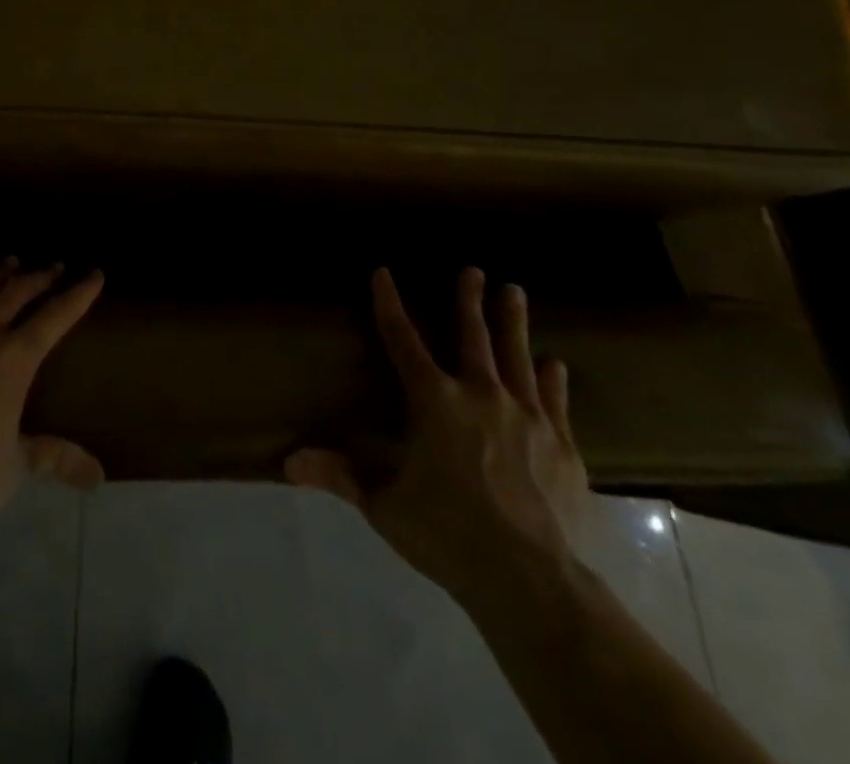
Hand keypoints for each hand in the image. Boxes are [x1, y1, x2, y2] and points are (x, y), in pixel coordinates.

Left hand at [0, 255, 104, 540]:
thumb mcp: (17, 465)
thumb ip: (55, 457)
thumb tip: (98, 476)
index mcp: (14, 360)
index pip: (55, 317)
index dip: (78, 295)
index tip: (93, 274)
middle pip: (15, 294)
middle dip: (39, 278)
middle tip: (54, 267)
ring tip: (10, 262)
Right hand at [285, 267, 589, 603]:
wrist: (531, 580)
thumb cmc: (446, 534)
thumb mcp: (383, 505)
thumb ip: (340, 475)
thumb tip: (287, 462)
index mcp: (433, 401)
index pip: (402, 340)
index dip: (389, 304)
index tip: (383, 272)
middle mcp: (480, 394)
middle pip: (472, 336)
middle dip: (469, 299)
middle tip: (473, 269)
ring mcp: (526, 417)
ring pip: (518, 356)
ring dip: (513, 322)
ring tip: (514, 291)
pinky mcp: (561, 445)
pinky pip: (555, 401)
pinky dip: (553, 379)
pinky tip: (555, 363)